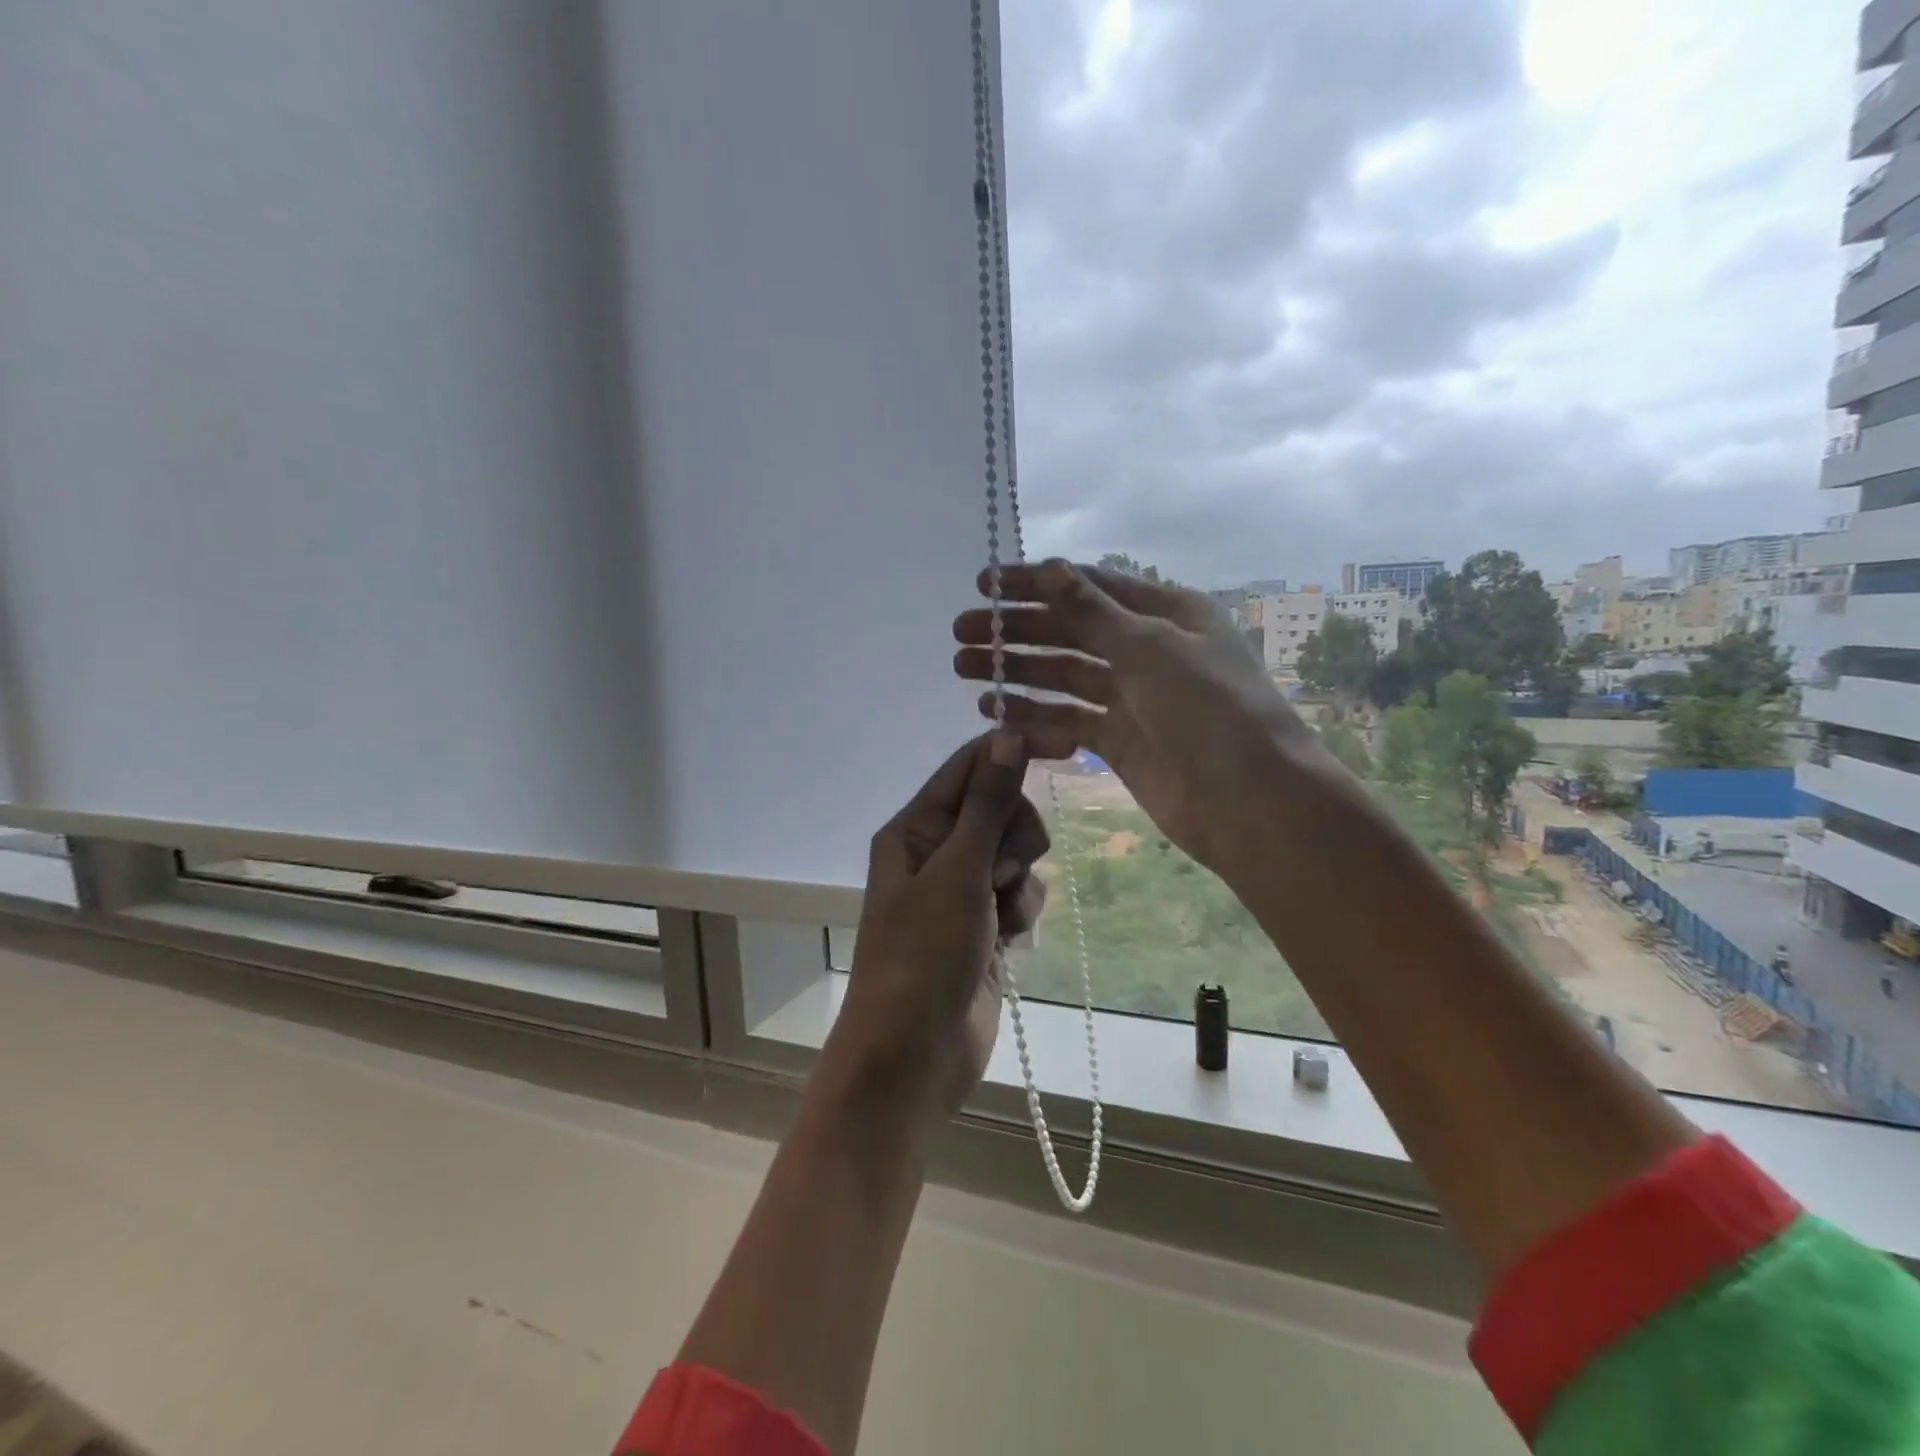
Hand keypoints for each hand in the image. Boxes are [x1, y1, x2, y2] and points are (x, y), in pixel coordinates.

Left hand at [823, 732, 1048, 1119]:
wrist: (914, 1056)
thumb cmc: (924, 955)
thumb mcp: (958, 872)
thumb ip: (988, 804)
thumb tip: (1009, 735)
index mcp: (916, 828)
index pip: (971, 766)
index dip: (1016, 749)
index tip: (1068, 744)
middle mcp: (937, 851)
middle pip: (1002, 808)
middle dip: (1015, 837)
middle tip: (999, 871)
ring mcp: (962, 890)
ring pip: (1017, 854)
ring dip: (1020, 882)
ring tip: (999, 916)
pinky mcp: (985, 925)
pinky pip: (1021, 894)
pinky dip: (1021, 913)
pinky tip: (1008, 942)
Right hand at [953, 560, 1320, 875]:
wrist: (1250, 801)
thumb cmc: (1209, 708)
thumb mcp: (1150, 647)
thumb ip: (1093, 611)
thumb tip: (1050, 567)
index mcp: (1165, 613)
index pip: (1088, 587)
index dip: (1034, 583)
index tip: (982, 585)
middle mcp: (1148, 650)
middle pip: (1070, 631)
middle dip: (1016, 630)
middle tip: (961, 633)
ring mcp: (1133, 699)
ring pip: (1064, 677)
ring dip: (1016, 672)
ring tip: (965, 669)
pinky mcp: (1120, 743)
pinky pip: (1069, 720)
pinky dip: (1034, 716)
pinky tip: (995, 712)